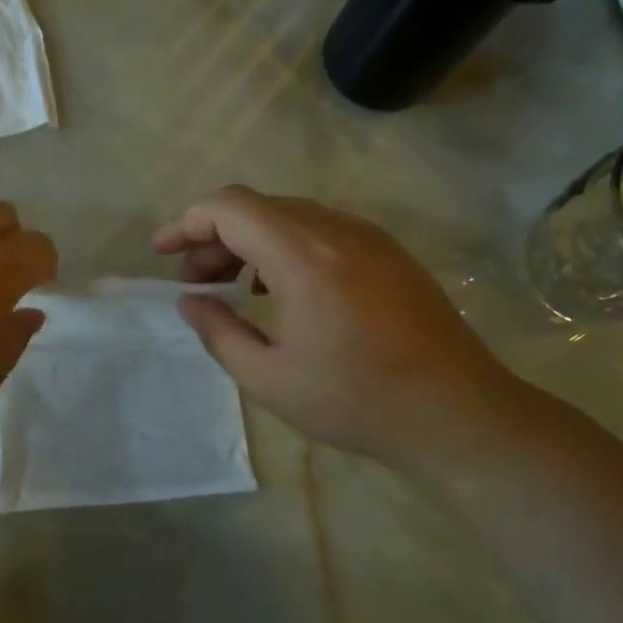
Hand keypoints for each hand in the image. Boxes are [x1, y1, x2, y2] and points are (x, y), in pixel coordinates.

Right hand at [152, 186, 528, 470]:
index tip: (162, 253)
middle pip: (257, 208)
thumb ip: (218, 332)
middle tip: (192, 281)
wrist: (459, 414)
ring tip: (229, 287)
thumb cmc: (358, 401)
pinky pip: (320, 231)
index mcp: (303, 255)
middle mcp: (336, 230)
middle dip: (213, 237)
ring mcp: (368, 237)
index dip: (187, 223)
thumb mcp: (269, 378)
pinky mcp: (388, 252)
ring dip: (248, 241)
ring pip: (288, 216)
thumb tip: (190, 300)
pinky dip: (283, 247)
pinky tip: (277, 290)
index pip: (230, 207)